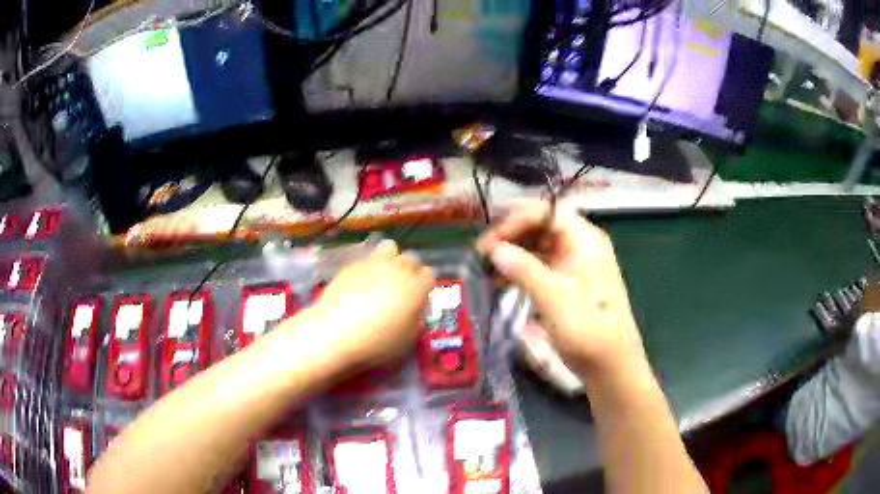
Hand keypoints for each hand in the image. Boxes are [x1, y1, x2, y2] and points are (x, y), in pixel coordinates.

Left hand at [312, 240, 434, 368]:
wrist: (335, 331)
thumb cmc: (375, 341)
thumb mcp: (406, 340)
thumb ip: (414, 320)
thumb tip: (412, 311)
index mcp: (415, 288)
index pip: (429, 275)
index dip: (424, 287)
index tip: (417, 299)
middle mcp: (398, 269)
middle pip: (412, 258)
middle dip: (410, 270)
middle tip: (400, 288)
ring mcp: (374, 263)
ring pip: (391, 248)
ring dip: (391, 259)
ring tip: (382, 276)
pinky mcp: (353, 264)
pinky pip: (367, 258)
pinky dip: (369, 267)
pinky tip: (360, 282)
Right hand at [477, 200, 646, 377]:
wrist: (610, 366)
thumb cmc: (588, 330)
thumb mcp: (555, 298)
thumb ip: (524, 269)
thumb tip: (495, 249)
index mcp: (585, 239)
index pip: (546, 212)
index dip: (515, 221)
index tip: (490, 243)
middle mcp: (580, 246)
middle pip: (540, 226)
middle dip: (510, 236)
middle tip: (481, 255)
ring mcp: (573, 265)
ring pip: (537, 247)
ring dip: (511, 254)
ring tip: (484, 268)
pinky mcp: (566, 285)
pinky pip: (539, 267)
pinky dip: (519, 271)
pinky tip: (498, 281)